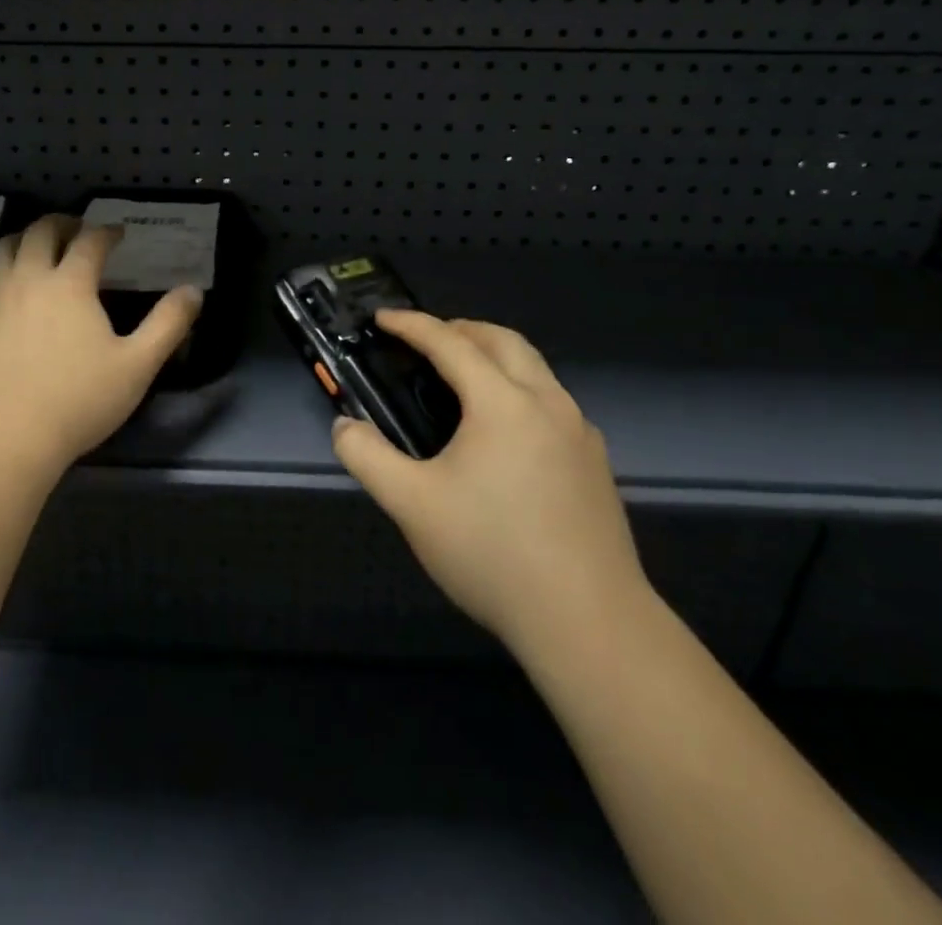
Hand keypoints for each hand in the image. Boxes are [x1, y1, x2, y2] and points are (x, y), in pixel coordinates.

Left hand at [0, 215, 202, 474]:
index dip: (106, 232)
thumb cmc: (79, 400)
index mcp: (71, 284)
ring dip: (21, 240)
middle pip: (39, 233)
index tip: (118, 234)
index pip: (90, 242)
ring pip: (1, 251)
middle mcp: (29, 279)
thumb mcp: (137, 365)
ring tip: (34, 247)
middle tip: (75, 229)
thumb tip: (194, 291)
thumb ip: (168, 324)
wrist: (7, 438)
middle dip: (61, 224)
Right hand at [333, 311, 646, 663]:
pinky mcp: (596, 463)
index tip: (383, 318)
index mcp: (503, 402)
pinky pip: (552, 402)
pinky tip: (504, 432)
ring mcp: (579, 432)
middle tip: (425, 340)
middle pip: (503, 340)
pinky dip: (519, 390)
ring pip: (535, 369)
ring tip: (461, 379)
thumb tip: (345, 426)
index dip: (412, 325)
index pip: (450, 343)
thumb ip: (367, 457)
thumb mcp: (411, 505)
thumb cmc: (493, 553)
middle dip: (461, 328)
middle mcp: (547, 403)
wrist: (590, 623)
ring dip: (494, 356)